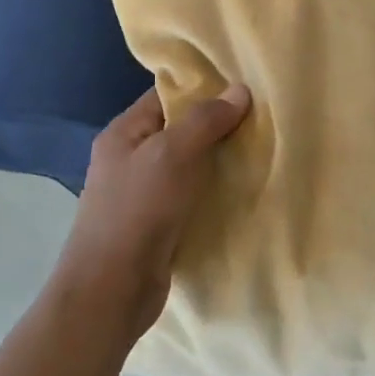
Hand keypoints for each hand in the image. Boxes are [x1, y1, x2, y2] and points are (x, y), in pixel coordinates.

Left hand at [53, 84, 251, 334]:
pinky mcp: (157, 224)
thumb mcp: (172, 154)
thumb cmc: (138, 211)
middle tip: (261, 120)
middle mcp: (130, 159)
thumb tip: (239, 90)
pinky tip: (242, 192)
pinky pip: (190, 197)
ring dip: (218, 162)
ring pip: (187, 166)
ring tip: (260, 152)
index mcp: (124, 134)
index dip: (202, 89)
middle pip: (178, 131)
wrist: (112, 289)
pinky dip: (213, 193)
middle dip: (216, 126)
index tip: (243, 87)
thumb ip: (205, 121)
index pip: (165, 96)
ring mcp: (142, 194)